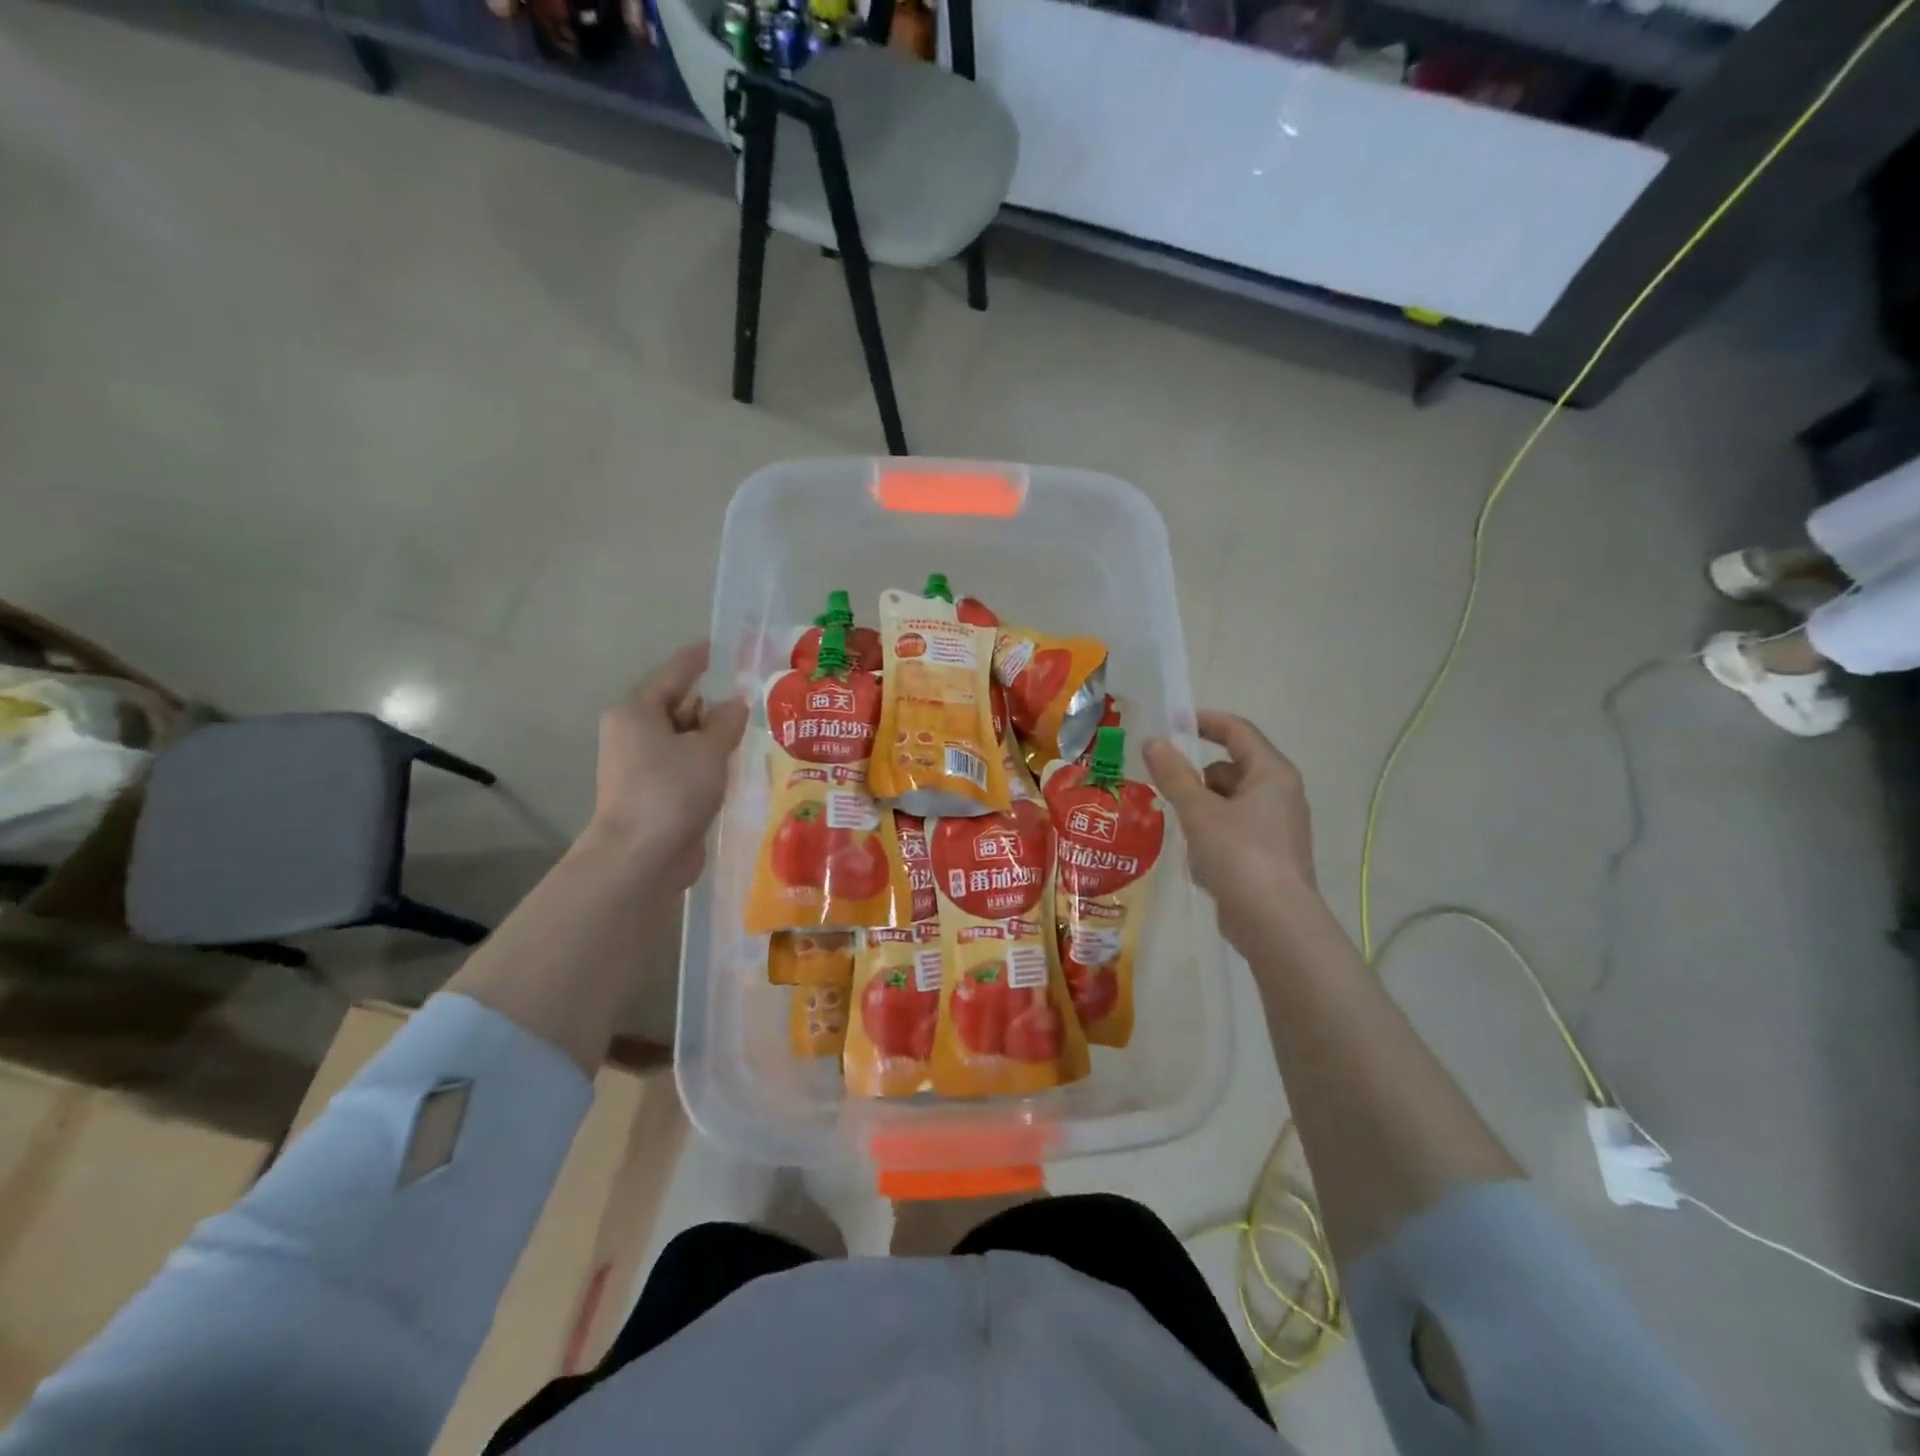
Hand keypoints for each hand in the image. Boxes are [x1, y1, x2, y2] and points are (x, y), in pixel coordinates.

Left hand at [583, 642, 748, 892]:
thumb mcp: (708, 750)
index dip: (702, 658)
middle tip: (755, 696)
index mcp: (637, 710)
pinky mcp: (654, 791)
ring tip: (754, 730)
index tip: (725, 645)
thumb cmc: (671, 791)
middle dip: (714, 703)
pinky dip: (707, 762)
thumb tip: (736, 701)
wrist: (641, 857)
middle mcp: (633, 732)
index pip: (676, 672)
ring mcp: (641, 764)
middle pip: (679, 705)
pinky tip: (735, 765)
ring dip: (714, 737)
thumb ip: (726, 721)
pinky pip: (685, 764)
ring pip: (684, 738)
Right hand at [1144, 712, 1317, 946]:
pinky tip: (1198, 863)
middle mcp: (1279, 795)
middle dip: (1195, 777)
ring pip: (1227, 804)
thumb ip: (1174, 775)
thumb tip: (1153, 742)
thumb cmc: (1240, 856)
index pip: (1237, 731)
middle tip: (1163, 786)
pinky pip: (1231, 832)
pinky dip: (1211, 838)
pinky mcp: (1267, 857)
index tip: (1169, 723)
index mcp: (1271, 774)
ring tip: (1180, 830)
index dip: (1203, 722)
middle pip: (1229, 769)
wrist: (1275, 924)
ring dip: (1200, 812)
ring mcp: (1275, 828)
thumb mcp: (1199, 811)